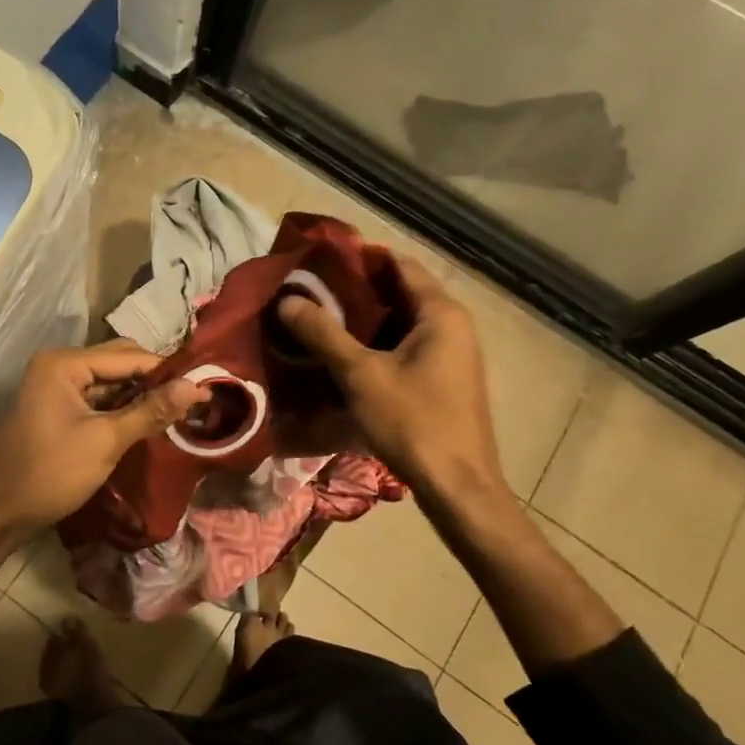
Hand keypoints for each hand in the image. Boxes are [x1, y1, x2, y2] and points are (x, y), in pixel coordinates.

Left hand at [0, 341, 206, 598]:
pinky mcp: (58, 407)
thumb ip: (152, 411)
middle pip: (119, 362)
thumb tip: (198, 386)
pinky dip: (121, 408)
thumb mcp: (106, 441)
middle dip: (154, 380)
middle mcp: (59, 364)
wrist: (0, 513)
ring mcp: (56, 386)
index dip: (166, 370)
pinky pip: (98, 398)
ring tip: (178, 410)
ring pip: (110, 381)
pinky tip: (148, 421)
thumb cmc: (51, 472)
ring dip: (140, 395)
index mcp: (64, 363)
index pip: (128, 356)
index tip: (205, 384)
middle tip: (193, 399)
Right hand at [277, 255, 508, 507]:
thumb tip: (287, 300)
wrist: (458, 487)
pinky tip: (343, 353)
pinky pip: (406, 346)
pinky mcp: (444, 379)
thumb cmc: (414, 422)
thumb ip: (323, 334)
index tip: (320, 258)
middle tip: (310, 289)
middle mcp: (452, 326)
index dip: (361, 257)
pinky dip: (376, 343)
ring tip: (318, 317)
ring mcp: (451, 354)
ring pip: (401, 322)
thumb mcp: (361, 375)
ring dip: (364, 319)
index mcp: (441, 314)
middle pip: (400, 292)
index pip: (400, 265)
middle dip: (356, 289)